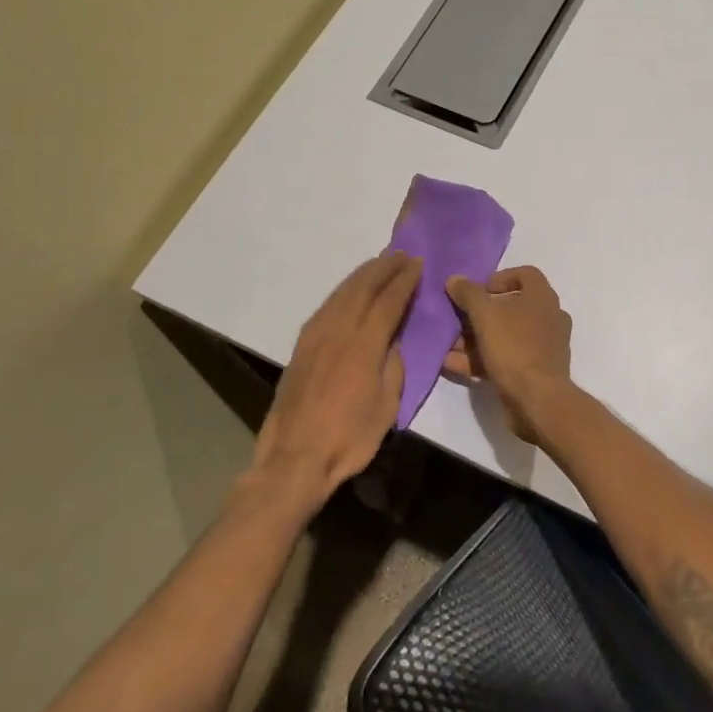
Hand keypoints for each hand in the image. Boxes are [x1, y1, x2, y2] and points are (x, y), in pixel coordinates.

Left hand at [249, 252, 420, 515]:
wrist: (295, 458)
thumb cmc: (349, 438)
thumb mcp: (386, 406)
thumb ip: (393, 366)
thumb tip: (394, 341)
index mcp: (364, 345)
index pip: (388, 301)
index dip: (404, 280)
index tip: (417, 263)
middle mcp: (338, 331)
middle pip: (363, 288)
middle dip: (383, 268)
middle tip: (400, 254)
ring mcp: (315, 336)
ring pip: (341, 293)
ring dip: (362, 275)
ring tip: (378, 263)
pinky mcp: (301, 346)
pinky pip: (326, 307)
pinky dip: (343, 291)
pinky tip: (349, 291)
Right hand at [443, 266, 573, 440]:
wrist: (537, 399)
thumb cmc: (514, 346)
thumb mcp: (485, 314)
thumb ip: (468, 294)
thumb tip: (455, 279)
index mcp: (542, 297)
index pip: (526, 274)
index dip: (500, 278)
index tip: (478, 291)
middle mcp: (547, 318)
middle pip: (511, 307)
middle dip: (480, 313)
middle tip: (457, 319)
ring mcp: (543, 346)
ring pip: (505, 335)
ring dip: (475, 338)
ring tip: (448, 345)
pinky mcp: (534, 371)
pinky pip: (505, 358)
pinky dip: (481, 359)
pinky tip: (452, 364)